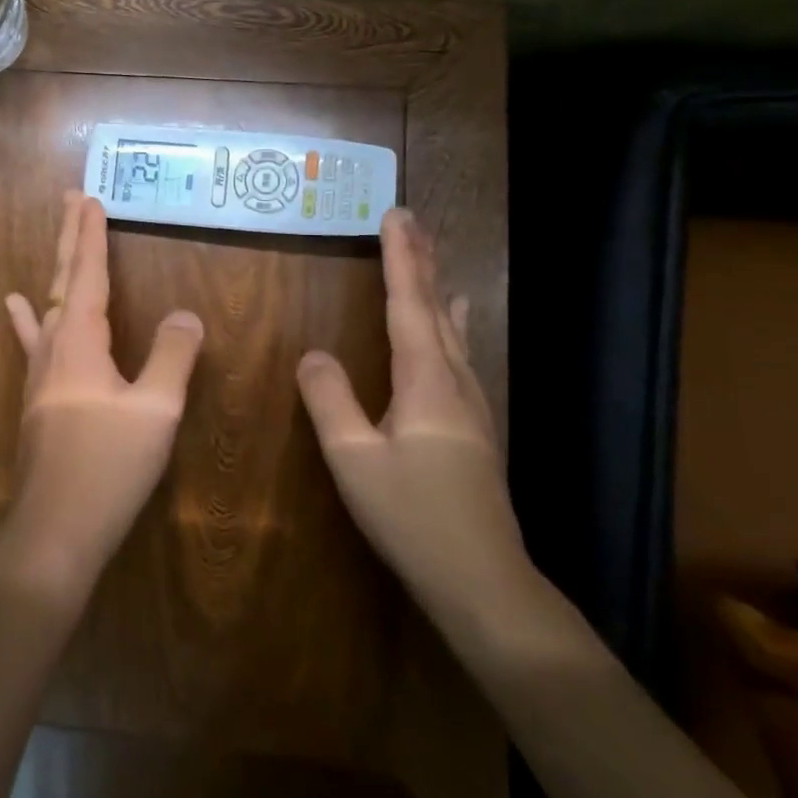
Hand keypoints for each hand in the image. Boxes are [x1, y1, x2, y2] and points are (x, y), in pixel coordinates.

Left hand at [1, 192, 204, 593]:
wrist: (56, 528)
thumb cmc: (108, 465)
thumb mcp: (156, 409)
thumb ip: (173, 356)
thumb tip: (186, 313)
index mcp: (80, 341)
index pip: (87, 275)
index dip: (91, 237)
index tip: (90, 199)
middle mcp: (54, 346)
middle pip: (63, 280)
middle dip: (70, 237)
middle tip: (72, 198)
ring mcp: (41, 372)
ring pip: (49, 305)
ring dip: (57, 268)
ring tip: (58, 238)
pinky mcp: (39, 396)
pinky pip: (35, 340)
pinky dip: (28, 316)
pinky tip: (15, 305)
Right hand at [297, 207, 528, 622]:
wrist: (484, 582)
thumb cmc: (413, 517)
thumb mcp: (353, 460)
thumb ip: (330, 401)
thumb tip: (313, 353)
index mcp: (426, 382)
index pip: (409, 305)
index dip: (401, 258)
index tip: (395, 215)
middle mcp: (455, 382)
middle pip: (437, 309)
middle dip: (422, 262)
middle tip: (412, 222)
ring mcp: (471, 405)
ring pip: (452, 331)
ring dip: (437, 289)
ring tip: (432, 260)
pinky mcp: (473, 427)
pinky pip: (458, 355)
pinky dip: (449, 324)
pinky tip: (455, 330)